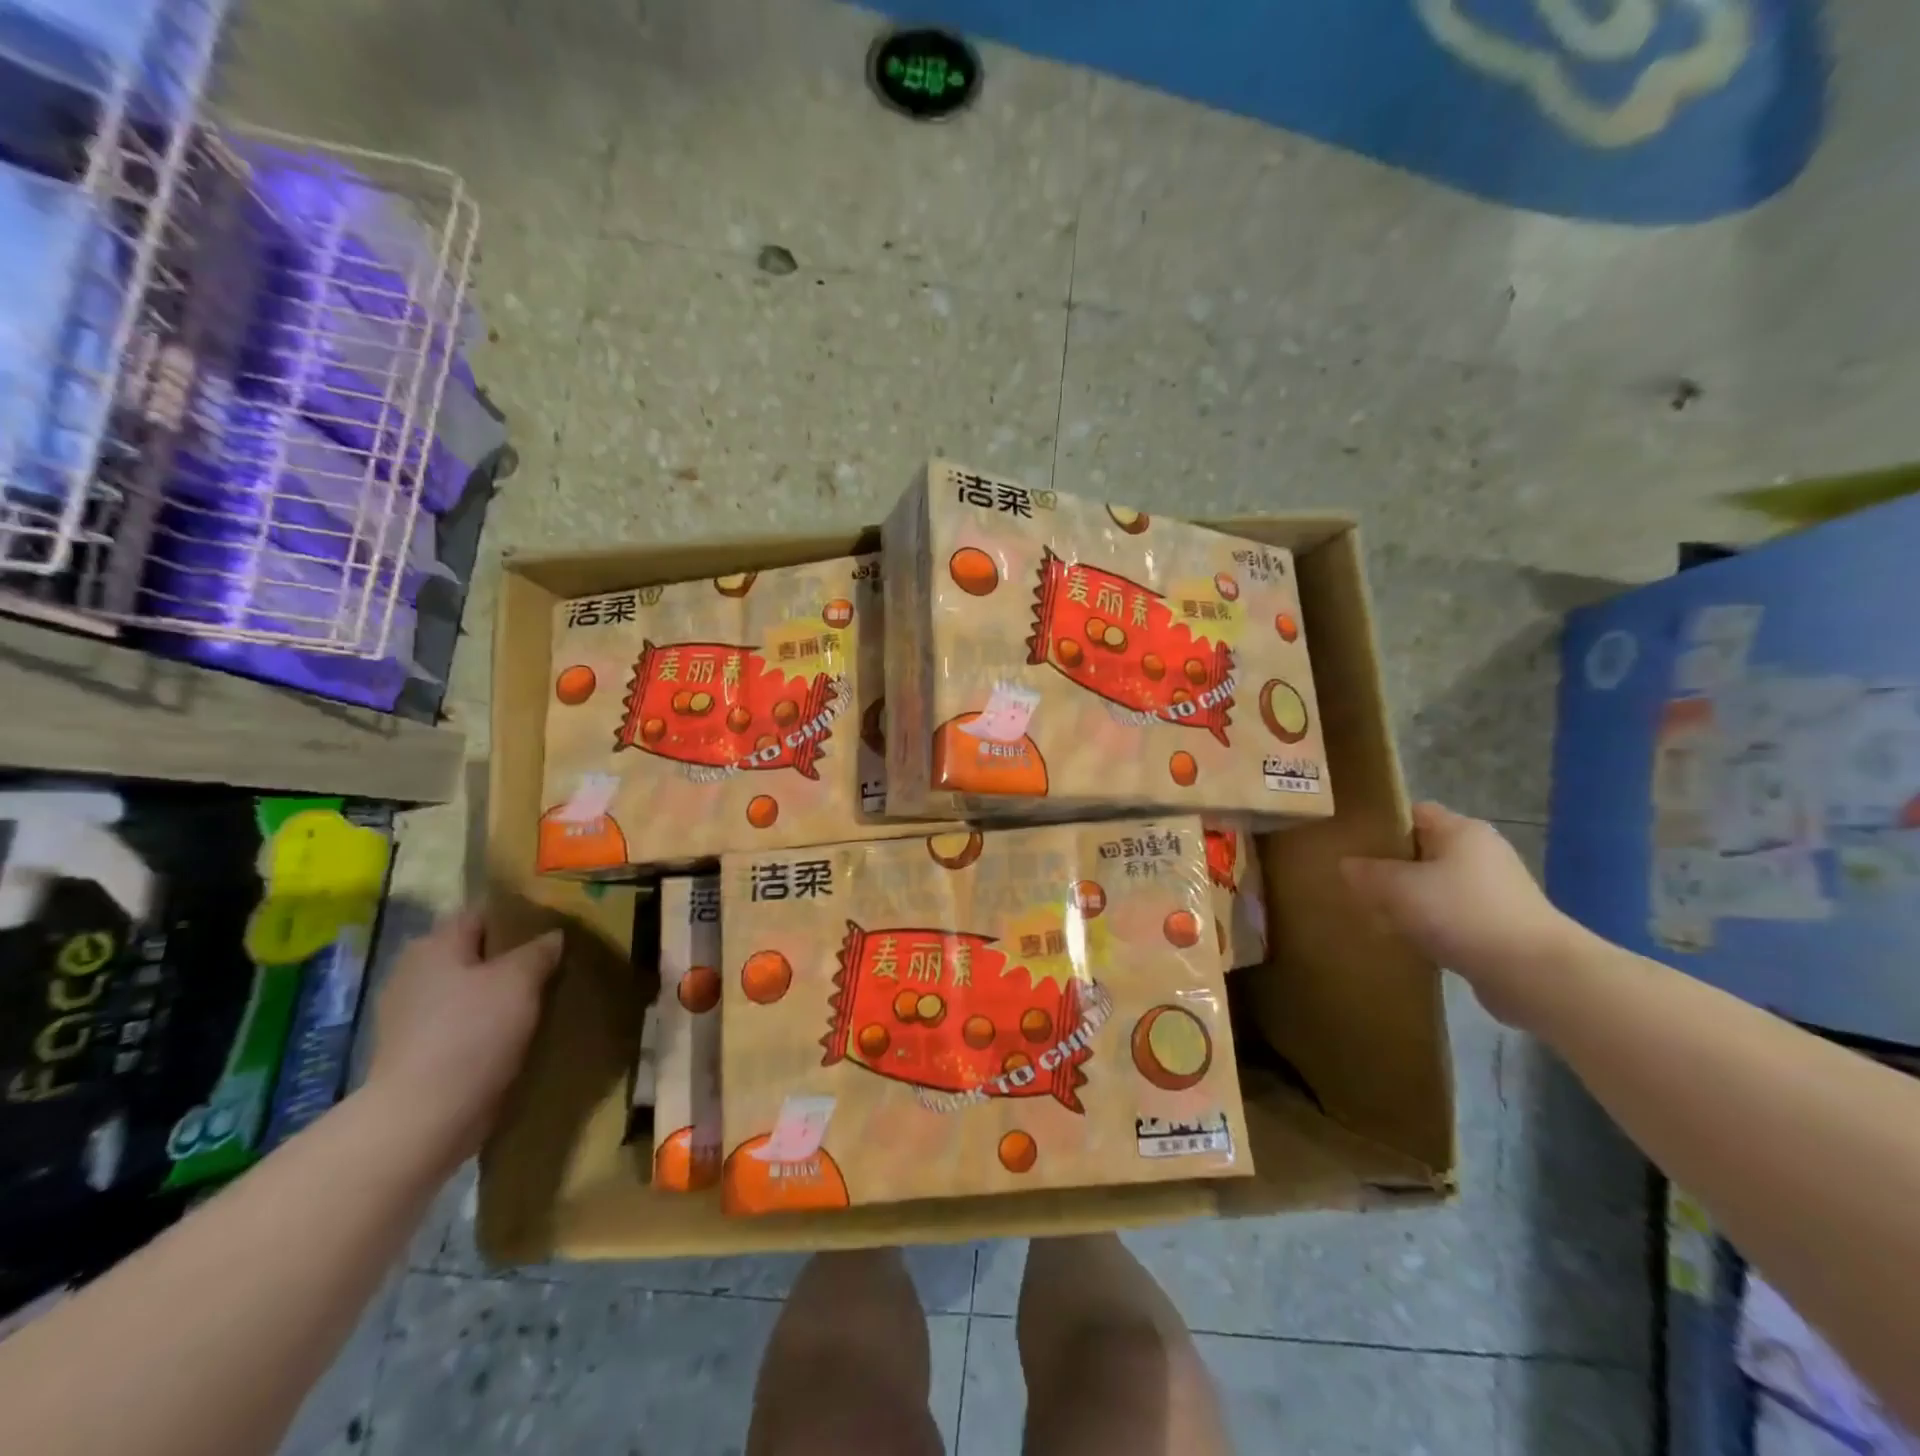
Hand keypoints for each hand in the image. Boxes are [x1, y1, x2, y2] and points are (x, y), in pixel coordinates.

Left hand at [364, 909, 562, 1166]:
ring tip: (540, 999)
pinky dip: (485, 1024)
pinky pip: (460, 1023)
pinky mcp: (415, 1052)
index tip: (553, 926)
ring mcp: (409, 1015)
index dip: (518, 916)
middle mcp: (414, 972)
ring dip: (498, 993)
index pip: (482, 914)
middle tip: (553, 963)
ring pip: (468, 990)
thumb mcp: (520, 980)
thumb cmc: (472, 1033)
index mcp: (434, 945)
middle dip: (509, 957)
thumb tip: (553, 936)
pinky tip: (515, 1033)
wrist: (423, 1118)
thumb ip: (539, 950)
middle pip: (473, 953)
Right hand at [1341, 802, 1586, 1027]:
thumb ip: (1367, 873)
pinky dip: (1430, 925)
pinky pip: (1452, 916)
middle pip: (1423, 851)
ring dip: (1409, 900)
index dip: (1380, 824)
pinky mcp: (1501, 925)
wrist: (1535, 974)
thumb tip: (1346, 864)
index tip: (1351, 844)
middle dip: (1390, 867)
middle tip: (1356, 883)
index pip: (1413, 813)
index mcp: (1461, 830)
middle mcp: (1481, 853)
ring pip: (1436, 886)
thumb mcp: (1398, 889)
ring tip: (1376, 915)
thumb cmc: (1462, 913)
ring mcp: (1495, 891)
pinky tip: (1408, 941)